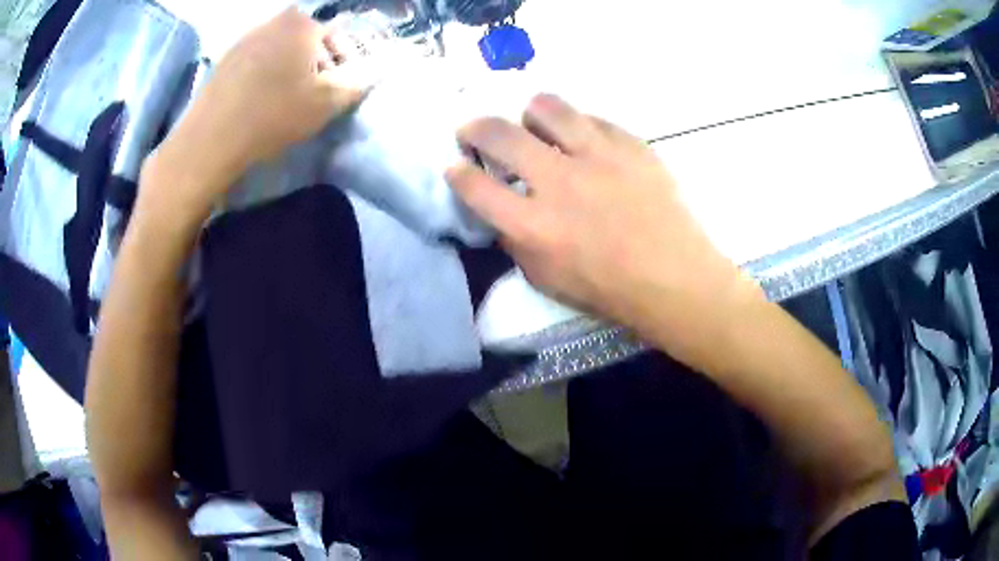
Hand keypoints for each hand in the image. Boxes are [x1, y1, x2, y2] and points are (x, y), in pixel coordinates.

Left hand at [151, 7, 369, 213]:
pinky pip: (257, 61)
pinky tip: (260, 101)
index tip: (340, 91)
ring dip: (290, 70)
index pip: (337, 38)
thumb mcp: (328, 101)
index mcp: (302, 23)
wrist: (210, 139)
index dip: (345, 65)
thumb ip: (360, 81)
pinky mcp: (225, 59)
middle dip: (317, 66)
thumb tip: (380, 69)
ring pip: (281, 50)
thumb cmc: (273, 115)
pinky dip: (266, 75)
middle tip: (314, 98)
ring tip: (286, 101)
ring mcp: (245, 38)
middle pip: (308, 42)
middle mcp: (274, 21)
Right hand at [447, 95, 763, 370]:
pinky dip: (577, 127)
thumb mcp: (547, 280)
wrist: (675, 278)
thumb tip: (503, 210)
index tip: (456, 166)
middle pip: (500, 134)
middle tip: (473, 131)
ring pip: (546, 108)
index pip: (476, 186)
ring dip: (529, 114)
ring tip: (534, 124)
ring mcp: (598, 156)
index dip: (458, 173)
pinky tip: (583, 141)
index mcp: (534, 225)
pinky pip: (592, 119)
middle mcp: (559, 181)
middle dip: (475, 128)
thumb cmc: (610, 290)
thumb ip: (517, 241)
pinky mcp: (630, 145)